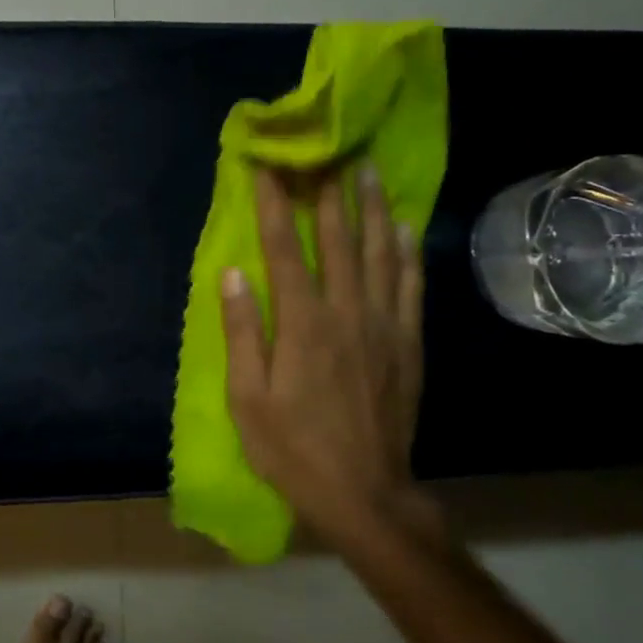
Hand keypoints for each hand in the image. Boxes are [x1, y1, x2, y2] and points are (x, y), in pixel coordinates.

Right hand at [221, 165, 432, 544]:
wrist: (365, 492)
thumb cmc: (292, 447)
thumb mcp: (247, 397)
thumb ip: (241, 331)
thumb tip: (232, 273)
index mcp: (302, 323)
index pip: (283, 248)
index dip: (274, 204)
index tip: (267, 166)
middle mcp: (347, 311)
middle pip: (337, 239)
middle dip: (326, 191)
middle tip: (323, 151)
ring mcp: (384, 325)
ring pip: (380, 252)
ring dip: (371, 207)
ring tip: (367, 170)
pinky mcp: (409, 342)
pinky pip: (410, 284)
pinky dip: (406, 250)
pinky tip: (401, 227)